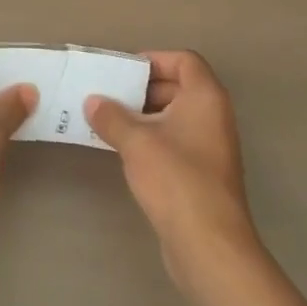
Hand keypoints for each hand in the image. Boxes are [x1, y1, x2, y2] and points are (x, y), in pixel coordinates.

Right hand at [85, 50, 262, 299]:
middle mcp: (214, 116)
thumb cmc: (175, 179)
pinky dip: (152, 139)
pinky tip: (124, 151)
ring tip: (108, 122)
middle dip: (143, 89)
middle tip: (109, 96)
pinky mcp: (202, 174)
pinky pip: (175, 141)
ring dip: (144, 116)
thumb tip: (93, 101)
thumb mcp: (136, 142)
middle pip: (178, 86)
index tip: (123, 71)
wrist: (209, 245)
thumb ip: (112, 116)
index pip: (184, 60)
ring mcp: (211, 146)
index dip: (154, 60)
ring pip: (175, 116)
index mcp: (206, 97)